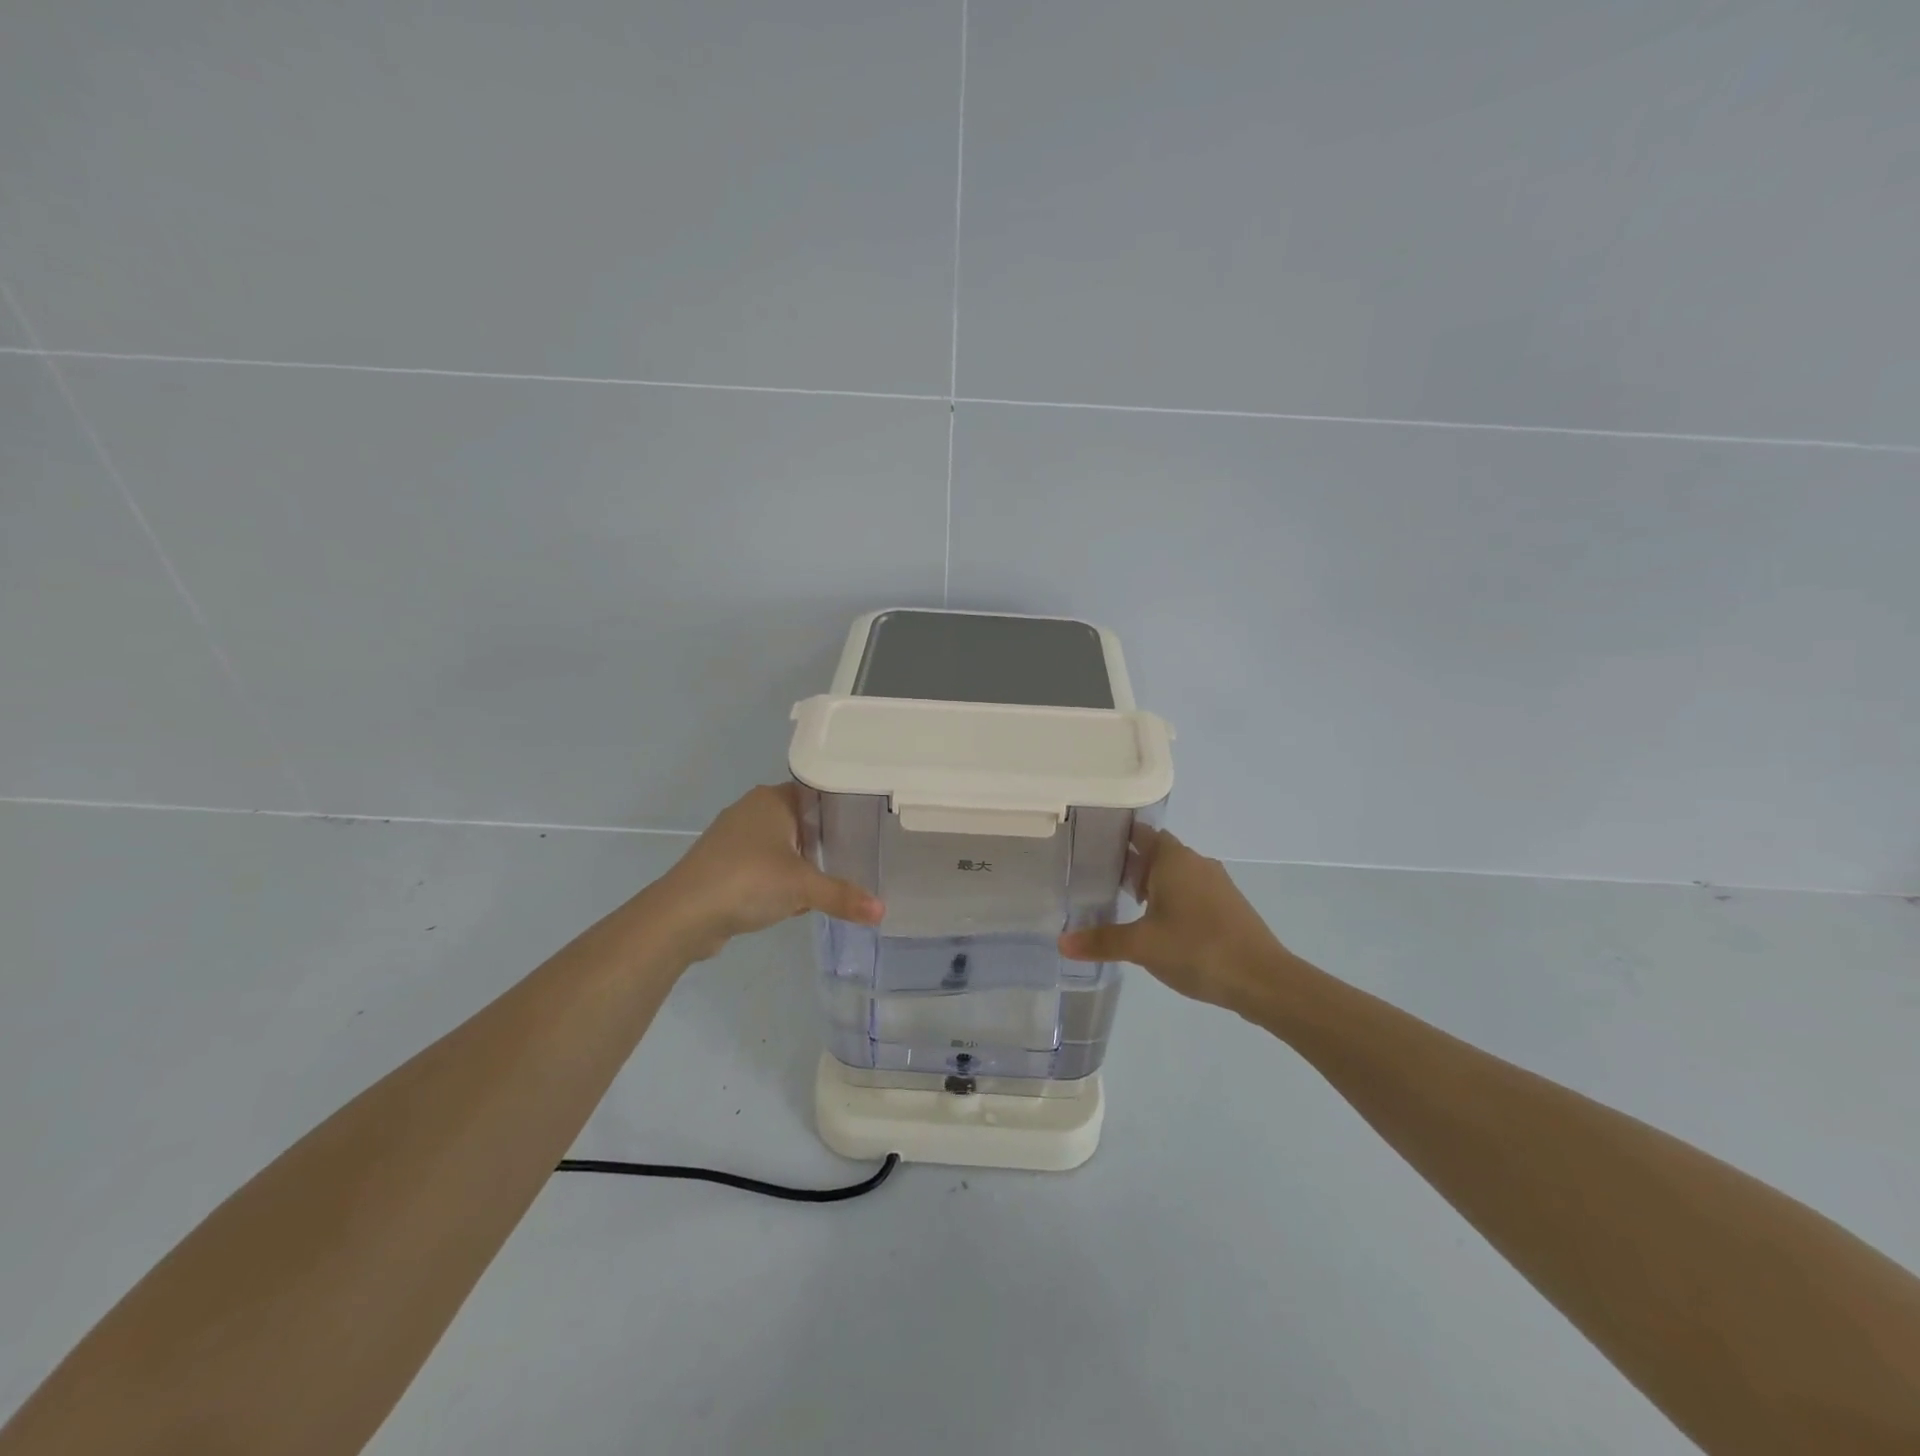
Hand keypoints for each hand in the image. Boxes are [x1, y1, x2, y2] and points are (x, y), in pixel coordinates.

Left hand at [658, 784, 882, 961]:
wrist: (683, 915)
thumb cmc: (747, 881)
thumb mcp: (803, 887)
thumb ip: (843, 896)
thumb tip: (882, 912)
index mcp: (772, 799)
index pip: (817, 791)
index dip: (843, 807)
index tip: (870, 824)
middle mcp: (752, 810)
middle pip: (802, 819)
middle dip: (826, 840)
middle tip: (860, 855)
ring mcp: (734, 838)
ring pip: (782, 844)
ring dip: (802, 862)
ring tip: (834, 878)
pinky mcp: (724, 864)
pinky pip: (764, 865)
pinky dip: (780, 879)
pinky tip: (797, 901)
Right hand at [1058, 826, 1289, 1008]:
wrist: (1263, 980)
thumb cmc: (1197, 949)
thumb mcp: (1141, 946)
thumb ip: (1101, 941)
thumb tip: (1061, 942)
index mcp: (1174, 859)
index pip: (1141, 833)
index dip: (1117, 837)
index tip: (1092, 845)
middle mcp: (1196, 863)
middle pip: (1157, 853)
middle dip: (1130, 863)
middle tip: (1097, 877)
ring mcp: (1216, 884)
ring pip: (1176, 874)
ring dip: (1152, 884)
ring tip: (1123, 903)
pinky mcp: (1228, 906)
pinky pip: (1191, 892)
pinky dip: (1171, 899)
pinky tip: (1158, 925)